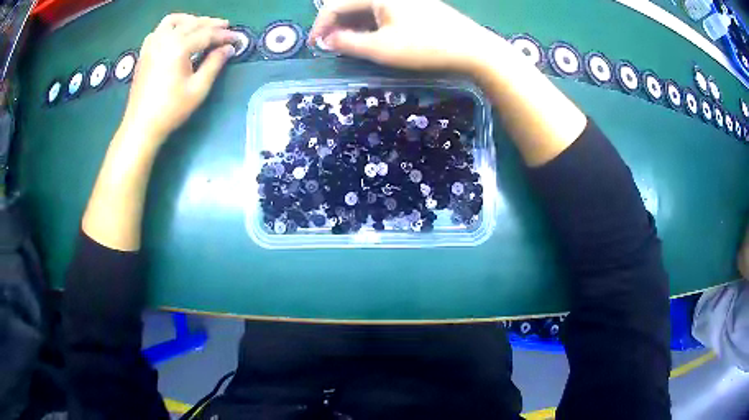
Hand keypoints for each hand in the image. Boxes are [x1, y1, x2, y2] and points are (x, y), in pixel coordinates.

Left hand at [120, 13, 238, 144]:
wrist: (141, 126)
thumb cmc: (170, 110)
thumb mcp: (198, 89)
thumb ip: (214, 64)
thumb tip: (228, 48)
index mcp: (178, 47)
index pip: (207, 34)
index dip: (224, 35)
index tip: (237, 38)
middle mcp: (164, 40)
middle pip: (192, 23)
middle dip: (211, 24)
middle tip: (225, 27)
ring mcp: (151, 45)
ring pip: (173, 21)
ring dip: (189, 20)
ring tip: (200, 26)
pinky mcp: (144, 53)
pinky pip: (158, 30)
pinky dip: (171, 27)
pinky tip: (177, 36)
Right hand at [308, 0, 501, 72]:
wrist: (473, 49)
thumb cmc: (426, 47)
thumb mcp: (382, 49)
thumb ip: (348, 43)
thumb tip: (328, 39)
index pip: (336, 5)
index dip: (320, 25)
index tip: (313, 46)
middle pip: (351, 3)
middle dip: (335, 24)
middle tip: (329, 45)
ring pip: (367, 7)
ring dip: (352, 24)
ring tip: (346, 44)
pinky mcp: (415, 5)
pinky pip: (383, 10)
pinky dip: (370, 23)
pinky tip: (370, 36)